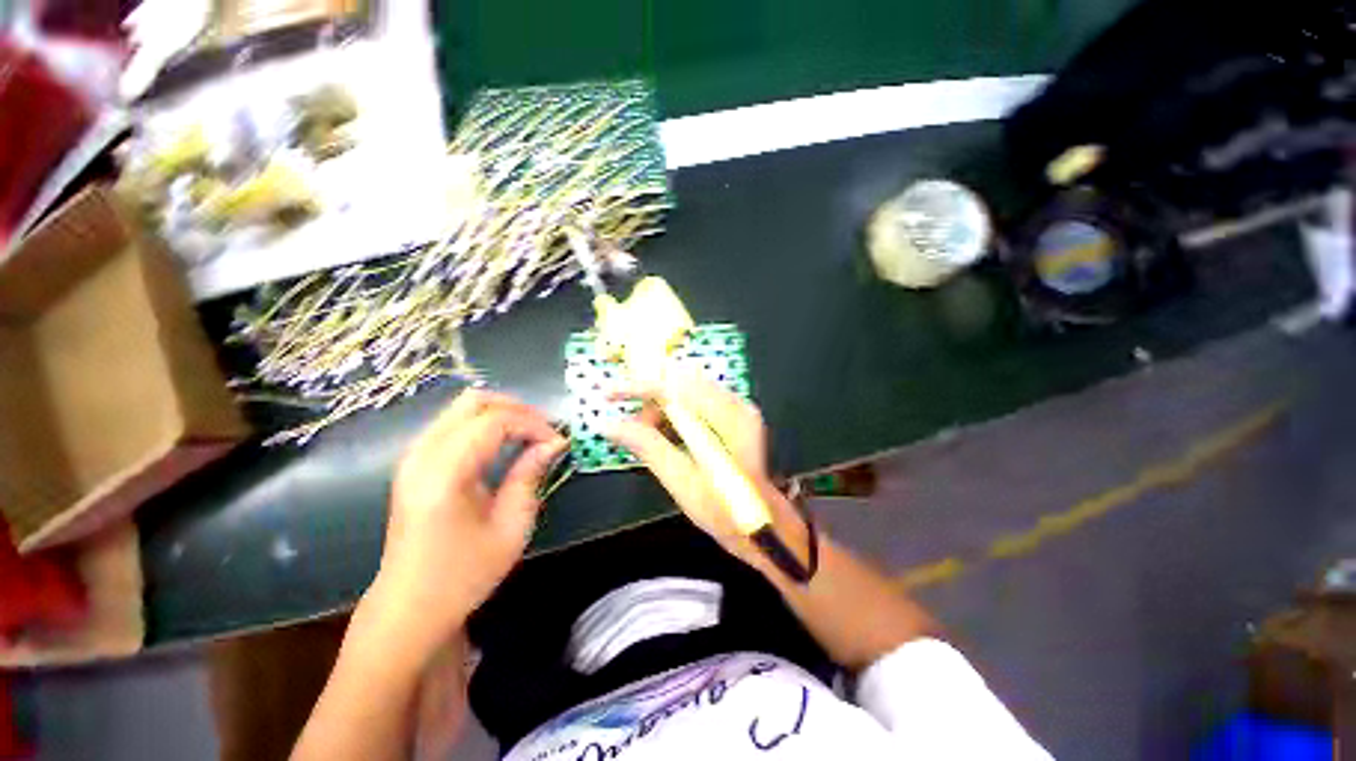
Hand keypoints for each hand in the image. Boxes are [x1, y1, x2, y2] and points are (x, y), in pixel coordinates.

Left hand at [369, 389, 566, 655]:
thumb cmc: (464, 574)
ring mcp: (413, 455)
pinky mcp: (415, 461)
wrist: (409, 606)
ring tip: (530, 436)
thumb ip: (530, 475)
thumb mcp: (511, 527)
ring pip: (463, 406)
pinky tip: (505, 443)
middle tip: (544, 432)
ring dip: (503, 413)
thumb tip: (554, 442)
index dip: (532, 424)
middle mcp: (421, 455)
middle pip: (475, 401)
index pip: (494, 422)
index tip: (557, 442)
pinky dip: (486, 423)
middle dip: (518, 409)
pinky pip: (455, 422)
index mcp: (443, 475)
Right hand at [604, 373, 808, 570]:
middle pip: (681, 381)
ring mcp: (737, 408)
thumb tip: (608, 424)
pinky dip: (674, 414)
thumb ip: (647, 446)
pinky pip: (695, 402)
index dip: (639, 386)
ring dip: (660, 407)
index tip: (608, 394)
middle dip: (649, 398)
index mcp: (728, 419)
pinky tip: (665, 434)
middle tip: (630, 425)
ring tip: (646, 434)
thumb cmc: (723, 510)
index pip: (677, 386)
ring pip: (686, 390)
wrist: (761, 525)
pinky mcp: (734, 417)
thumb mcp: (681, 481)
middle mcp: (736, 404)